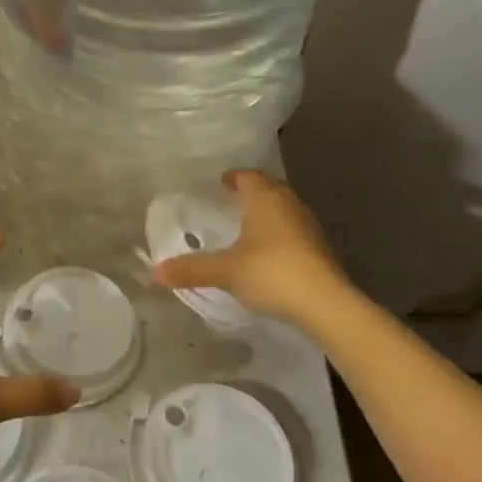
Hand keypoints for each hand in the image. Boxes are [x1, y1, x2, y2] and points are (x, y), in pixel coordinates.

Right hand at [152, 170, 351, 328]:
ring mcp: (310, 226)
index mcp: (264, 198)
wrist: (327, 304)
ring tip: (252, 224)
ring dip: (271, 212)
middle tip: (235, 199)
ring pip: (286, 208)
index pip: (248, 176)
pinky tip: (273, 251)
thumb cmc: (271, 273)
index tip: (222, 182)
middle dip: (254, 191)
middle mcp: (289, 204)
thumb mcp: (225, 271)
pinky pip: (297, 230)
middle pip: (270, 188)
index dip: (234, 177)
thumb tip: (154, 271)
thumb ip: (191, 269)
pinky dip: (283, 233)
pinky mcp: (323, 249)